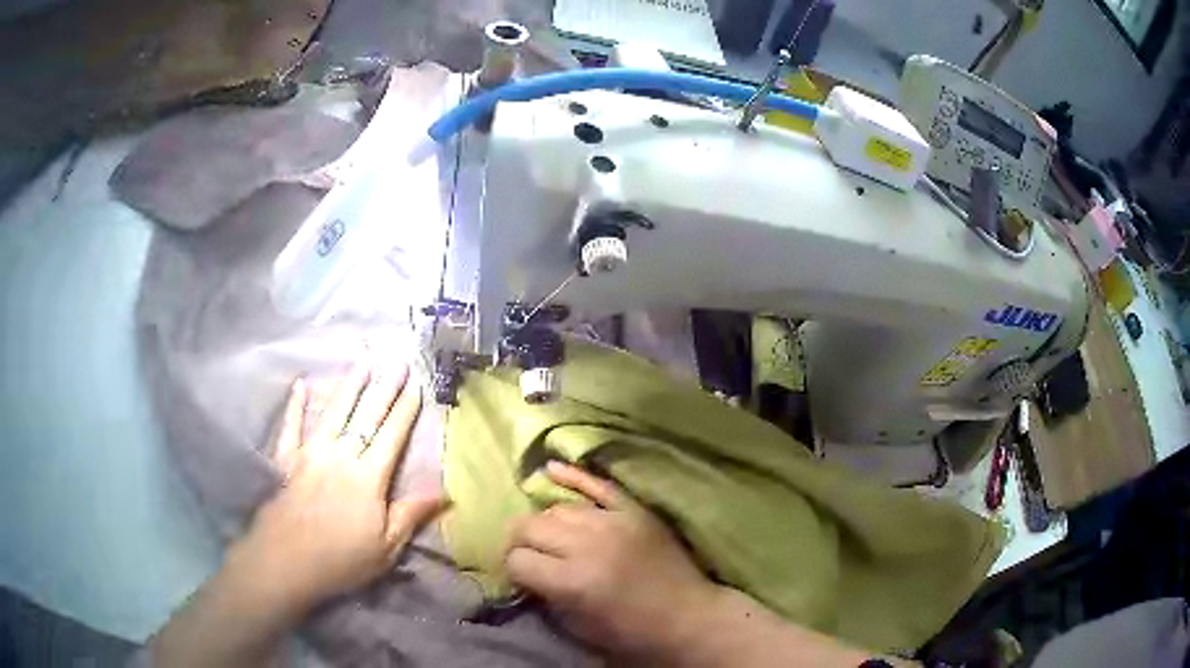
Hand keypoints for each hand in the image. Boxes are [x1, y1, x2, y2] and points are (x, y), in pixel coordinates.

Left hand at [229, 362, 445, 617]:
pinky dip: (295, 405)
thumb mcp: (386, 547)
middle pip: (366, 417)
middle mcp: (341, 456)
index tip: (417, 385)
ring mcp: (310, 454)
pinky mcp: (287, 460)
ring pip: (333, 413)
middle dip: (384, 388)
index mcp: (368, 478)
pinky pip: (291, 427)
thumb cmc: (341, 560)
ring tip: (363, 362)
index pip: (391, 436)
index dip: (405, 410)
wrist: (286, 562)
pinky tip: (300, 385)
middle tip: (398, 362)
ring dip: (349, 386)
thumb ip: (411, 515)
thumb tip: (447, 493)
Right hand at [504, 462, 720, 659]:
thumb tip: (524, 573)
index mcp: (573, 581)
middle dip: (519, 541)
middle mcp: (588, 545)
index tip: (520, 577)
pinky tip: (550, 469)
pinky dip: (572, 476)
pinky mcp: (633, 510)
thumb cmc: (632, 632)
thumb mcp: (578, 627)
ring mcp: (613, 522)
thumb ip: (545, 596)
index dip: (513, 570)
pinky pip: (597, 484)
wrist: (688, 616)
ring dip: (544, 522)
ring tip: (546, 535)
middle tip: (525, 554)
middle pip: (529, 526)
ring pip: (557, 508)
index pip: (518, 560)